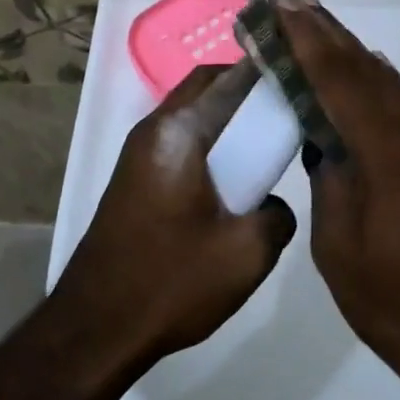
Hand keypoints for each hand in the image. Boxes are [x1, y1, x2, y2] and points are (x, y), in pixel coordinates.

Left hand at [50, 62, 296, 370]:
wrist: (96, 326)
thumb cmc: (171, 282)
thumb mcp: (247, 253)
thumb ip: (277, 215)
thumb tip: (271, 203)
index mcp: (178, 132)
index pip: (229, 79)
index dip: (267, 73)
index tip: (303, 83)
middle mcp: (153, 129)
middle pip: (205, 86)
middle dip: (246, 89)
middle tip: (286, 111)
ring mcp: (138, 152)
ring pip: (191, 113)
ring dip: (226, 117)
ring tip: (266, 145)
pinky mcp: (135, 177)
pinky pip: (180, 139)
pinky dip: (209, 141)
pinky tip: (234, 177)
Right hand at [279, 1, 399, 399]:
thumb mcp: (341, 249)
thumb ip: (330, 182)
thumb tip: (325, 142)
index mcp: (390, 151)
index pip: (339, 79)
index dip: (308, 41)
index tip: (281, 8)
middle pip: (369, 70)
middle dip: (329, 35)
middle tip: (293, 3)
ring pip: (390, 87)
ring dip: (352, 58)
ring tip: (317, 31)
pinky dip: (375, 89)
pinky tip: (359, 84)